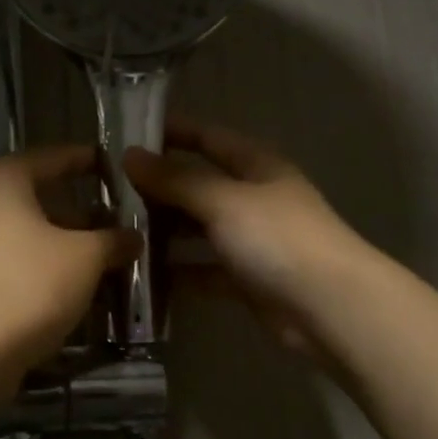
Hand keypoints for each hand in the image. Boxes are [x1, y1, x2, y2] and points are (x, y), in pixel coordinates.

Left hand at [0, 145, 138, 367]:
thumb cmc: (30, 284)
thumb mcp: (85, 258)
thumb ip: (112, 240)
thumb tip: (133, 237)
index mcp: (0, 178)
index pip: (53, 157)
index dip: (86, 161)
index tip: (112, 166)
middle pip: (34, 196)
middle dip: (74, 210)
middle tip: (111, 221)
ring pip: (20, 231)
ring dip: (57, 242)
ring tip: (96, 257)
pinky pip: (6, 259)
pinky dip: (35, 265)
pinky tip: (65, 285)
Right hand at [124, 119, 369, 358]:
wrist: (328, 306)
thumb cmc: (278, 237)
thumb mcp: (223, 200)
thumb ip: (175, 180)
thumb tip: (129, 155)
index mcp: (257, 167)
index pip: (210, 138)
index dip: (174, 132)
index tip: (130, 134)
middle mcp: (255, 200)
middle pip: (201, 187)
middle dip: (160, 188)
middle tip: (109, 193)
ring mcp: (252, 242)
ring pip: (200, 231)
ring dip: (166, 232)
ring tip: (119, 233)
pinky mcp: (248, 281)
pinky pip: (205, 271)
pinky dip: (180, 273)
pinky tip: (143, 275)